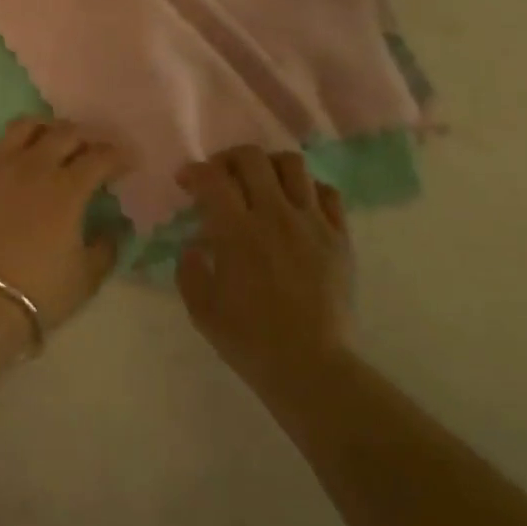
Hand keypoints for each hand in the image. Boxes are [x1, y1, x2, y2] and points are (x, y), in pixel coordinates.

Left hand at [0, 118, 131, 335]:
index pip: (101, 157)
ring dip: (43, 129)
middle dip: (85, 137)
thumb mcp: (86, 277)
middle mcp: (35, 166)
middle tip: (90, 150)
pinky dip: (1, 148)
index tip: (127, 163)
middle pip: (65, 133)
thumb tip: (113, 229)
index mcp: (68, 188)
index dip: (118, 156)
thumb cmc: (38, 291)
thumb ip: (106, 248)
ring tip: (48, 140)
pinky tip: (6, 160)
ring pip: (23, 126)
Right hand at [176, 147, 355, 394]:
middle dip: (228, 158)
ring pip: (292, 164)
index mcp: (236, 231)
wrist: (311, 367)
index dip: (194, 171)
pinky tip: (297, 206)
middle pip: (251, 157)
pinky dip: (308, 189)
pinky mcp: (339, 236)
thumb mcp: (201, 309)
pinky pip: (327, 192)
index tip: (187, 183)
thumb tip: (195, 246)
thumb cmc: (250, 340)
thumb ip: (190, 269)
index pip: (212, 177)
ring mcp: (312, 222)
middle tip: (221, 177)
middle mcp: (274, 215)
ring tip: (261, 184)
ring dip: (269, 166)